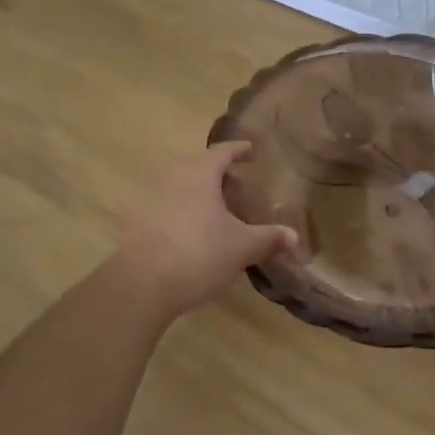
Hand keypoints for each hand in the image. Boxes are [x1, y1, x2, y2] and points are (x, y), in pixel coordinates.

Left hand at [113, 142, 297, 319]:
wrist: (141, 285)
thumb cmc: (198, 254)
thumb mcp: (241, 248)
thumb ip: (268, 238)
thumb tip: (294, 237)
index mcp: (200, 174)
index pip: (222, 151)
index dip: (239, 149)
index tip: (251, 149)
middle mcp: (174, 179)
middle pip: (198, 166)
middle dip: (217, 171)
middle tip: (237, 181)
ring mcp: (153, 200)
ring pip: (181, 186)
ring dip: (199, 192)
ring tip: (217, 208)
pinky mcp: (140, 224)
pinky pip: (168, 207)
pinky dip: (184, 212)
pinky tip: (194, 232)